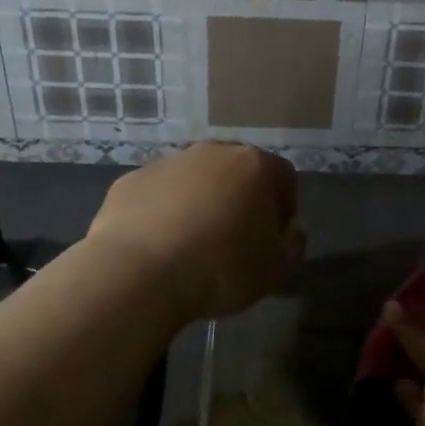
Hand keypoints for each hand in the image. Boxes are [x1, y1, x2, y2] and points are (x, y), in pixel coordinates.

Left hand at [87, 143, 303, 321]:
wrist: (138, 273)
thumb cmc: (220, 268)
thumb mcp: (276, 270)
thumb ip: (293, 246)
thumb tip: (291, 232)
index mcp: (254, 166)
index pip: (284, 177)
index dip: (285, 207)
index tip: (275, 238)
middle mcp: (212, 152)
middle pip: (238, 170)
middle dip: (241, 199)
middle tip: (236, 238)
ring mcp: (168, 162)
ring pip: (196, 179)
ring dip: (201, 202)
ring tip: (194, 244)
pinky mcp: (131, 180)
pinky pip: (159, 194)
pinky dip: (164, 212)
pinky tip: (159, 246)